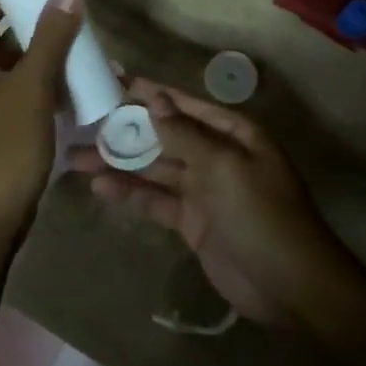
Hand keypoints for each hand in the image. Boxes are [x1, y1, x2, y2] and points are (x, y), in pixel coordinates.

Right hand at [69, 79, 365, 328]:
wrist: (290, 286)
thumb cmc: (261, 214)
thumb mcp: (223, 167)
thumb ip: (184, 134)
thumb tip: (155, 98)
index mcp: (232, 133)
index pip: (182, 105)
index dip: (148, 92)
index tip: (111, 79)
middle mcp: (216, 155)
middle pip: (163, 135)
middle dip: (125, 130)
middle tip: (81, 122)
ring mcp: (203, 189)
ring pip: (154, 168)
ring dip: (119, 163)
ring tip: (75, 157)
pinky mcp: (192, 221)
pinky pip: (156, 200)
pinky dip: (130, 194)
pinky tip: (100, 187)